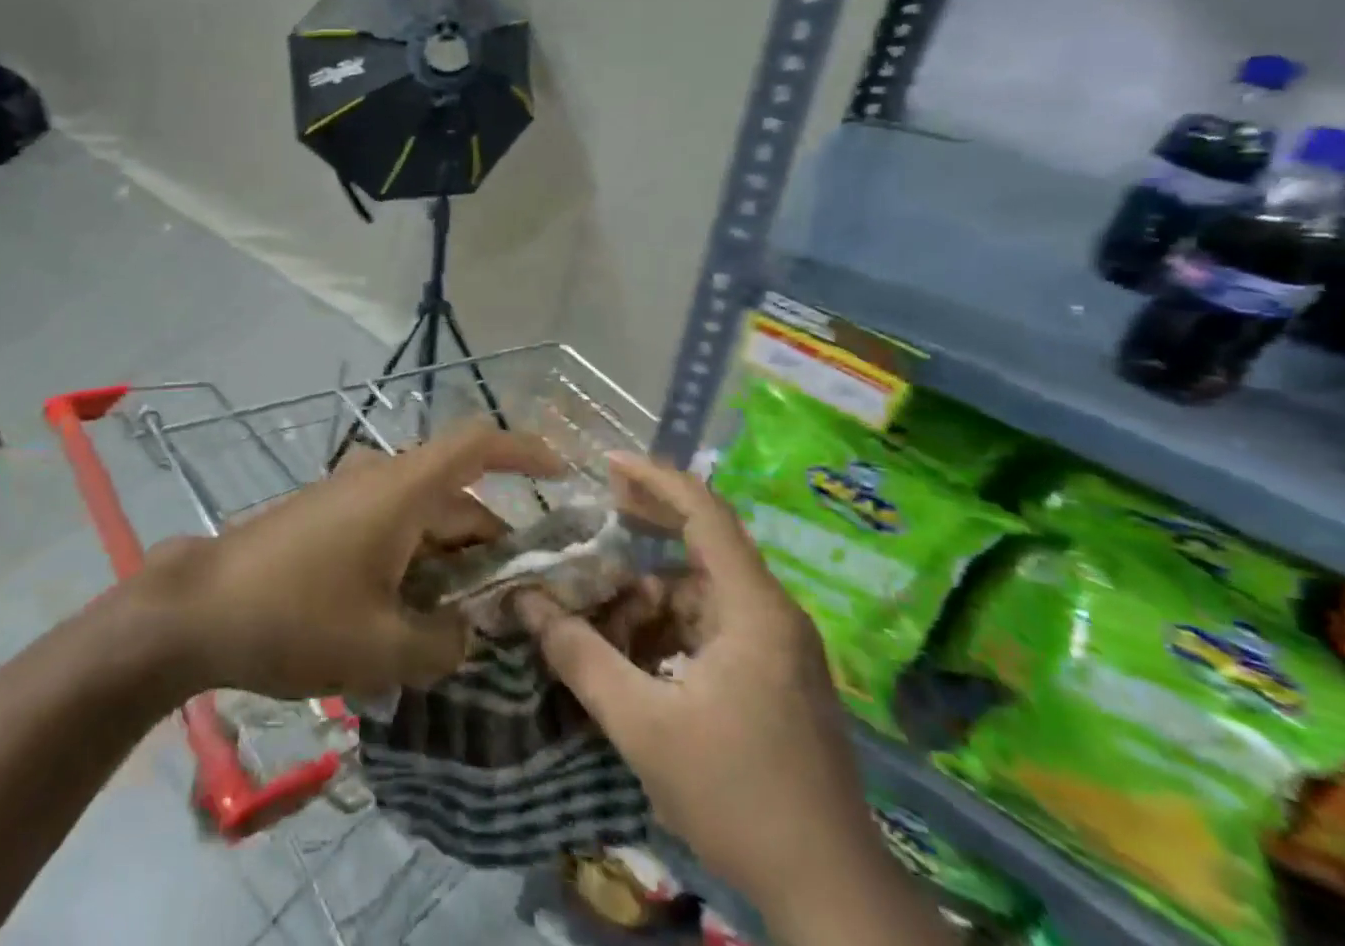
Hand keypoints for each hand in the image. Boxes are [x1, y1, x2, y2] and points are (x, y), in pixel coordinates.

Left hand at [142, 424, 561, 699]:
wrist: (199, 608)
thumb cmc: (295, 618)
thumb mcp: (381, 648)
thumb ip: (443, 644)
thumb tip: (466, 633)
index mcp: (402, 490)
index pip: (477, 444)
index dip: (525, 450)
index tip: (562, 474)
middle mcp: (380, 480)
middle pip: (456, 498)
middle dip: (492, 546)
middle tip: (518, 606)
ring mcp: (349, 497)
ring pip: (422, 519)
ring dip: (450, 563)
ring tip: (466, 626)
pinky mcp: (327, 519)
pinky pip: (390, 530)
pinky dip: (414, 564)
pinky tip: (410, 619)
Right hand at [514, 456, 886, 926]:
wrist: (834, 898)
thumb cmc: (738, 797)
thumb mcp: (643, 724)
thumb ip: (579, 656)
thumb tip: (526, 602)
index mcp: (753, 608)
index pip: (704, 512)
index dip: (655, 478)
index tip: (607, 462)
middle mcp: (772, 614)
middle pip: (704, 543)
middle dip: (647, 526)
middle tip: (596, 513)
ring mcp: (779, 648)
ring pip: (703, 593)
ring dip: (652, 593)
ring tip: (601, 609)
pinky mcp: (776, 678)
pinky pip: (714, 627)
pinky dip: (671, 627)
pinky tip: (635, 654)